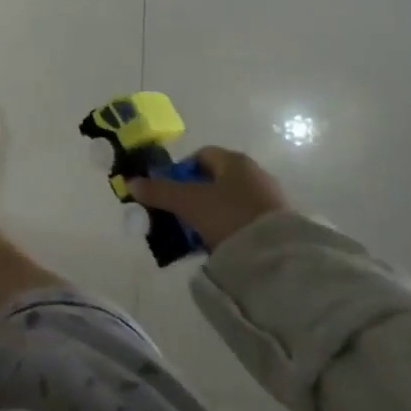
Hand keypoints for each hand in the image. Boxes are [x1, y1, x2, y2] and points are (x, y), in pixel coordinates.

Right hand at [130, 146, 290, 250]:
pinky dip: (229, 229)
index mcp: (234, 160)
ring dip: (211, 215)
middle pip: (214, 180)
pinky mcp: (279, 224)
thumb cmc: (229, 215)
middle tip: (179, 217)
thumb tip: (131, 182)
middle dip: (193, 196)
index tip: (169, 193)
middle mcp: (254, 173)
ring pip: (229, 202)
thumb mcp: (188, 202)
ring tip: (197, 236)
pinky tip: (220, 246)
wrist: (279, 255)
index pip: (201, 155)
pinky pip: (244, 221)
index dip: (180, 171)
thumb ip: (159, 191)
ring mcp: (269, 199)